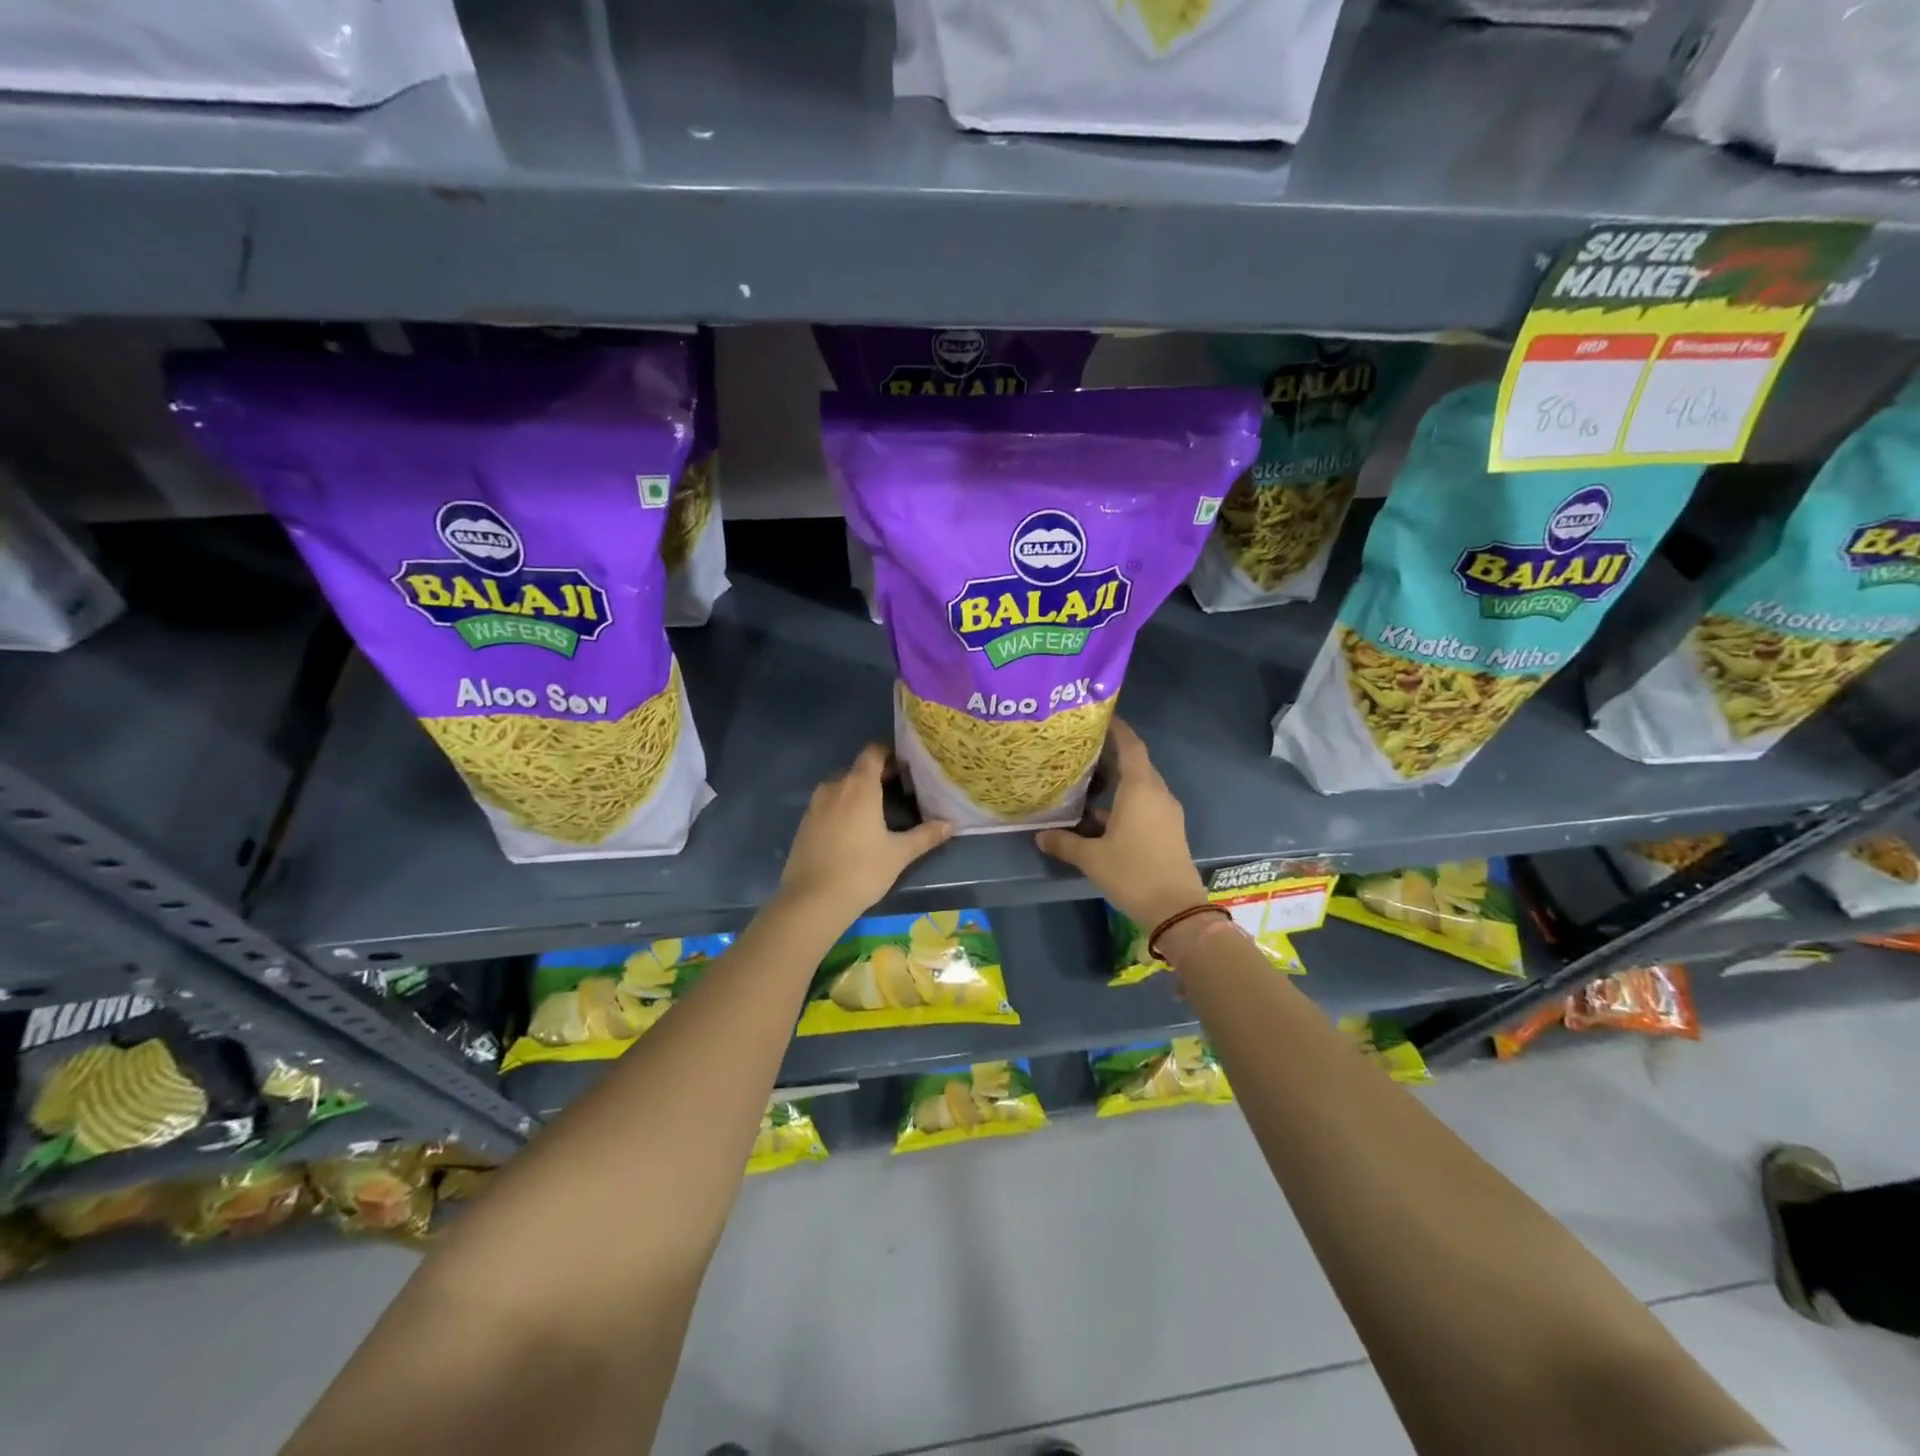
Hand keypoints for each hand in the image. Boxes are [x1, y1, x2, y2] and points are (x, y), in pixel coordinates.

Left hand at [779, 744, 952, 921]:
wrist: (812, 900)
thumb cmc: (862, 871)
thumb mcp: (899, 854)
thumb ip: (925, 835)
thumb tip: (950, 824)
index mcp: (859, 786)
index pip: (873, 752)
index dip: (889, 754)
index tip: (905, 767)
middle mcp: (834, 787)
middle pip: (857, 769)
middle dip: (877, 775)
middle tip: (899, 791)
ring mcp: (815, 805)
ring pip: (840, 787)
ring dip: (857, 792)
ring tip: (876, 811)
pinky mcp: (804, 824)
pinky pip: (826, 805)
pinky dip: (841, 808)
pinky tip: (852, 831)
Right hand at [1035, 718, 1207, 929]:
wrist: (1176, 909)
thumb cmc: (1133, 873)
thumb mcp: (1092, 858)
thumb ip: (1064, 842)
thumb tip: (1040, 836)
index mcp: (1140, 789)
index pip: (1131, 746)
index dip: (1118, 729)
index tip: (1100, 717)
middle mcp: (1157, 794)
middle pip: (1136, 764)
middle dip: (1111, 755)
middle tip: (1082, 750)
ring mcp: (1166, 813)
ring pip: (1140, 786)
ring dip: (1117, 781)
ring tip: (1086, 780)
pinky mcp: (1168, 830)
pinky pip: (1145, 804)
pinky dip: (1125, 801)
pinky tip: (1100, 815)